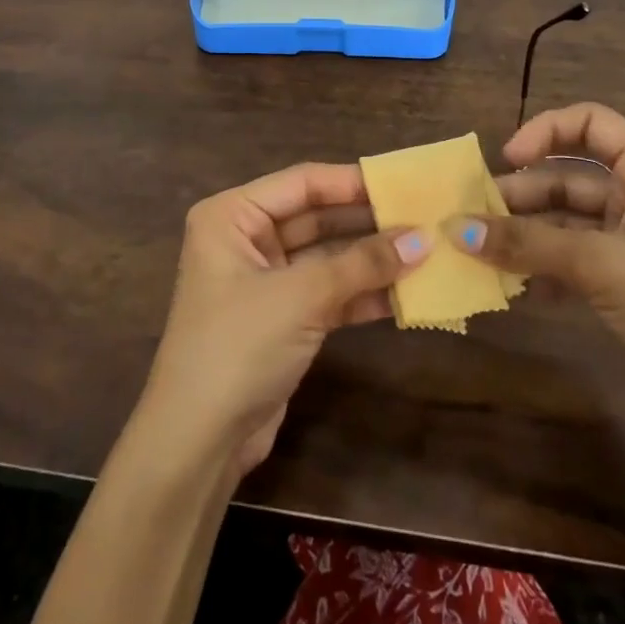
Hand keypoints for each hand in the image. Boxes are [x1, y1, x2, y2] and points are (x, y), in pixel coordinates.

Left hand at [139, 163, 426, 478]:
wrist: (199, 442)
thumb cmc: (238, 346)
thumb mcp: (301, 296)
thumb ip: (362, 264)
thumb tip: (423, 238)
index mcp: (232, 216)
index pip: (302, 182)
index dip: (353, 182)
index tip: (404, 183)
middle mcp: (246, 240)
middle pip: (316, 217)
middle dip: (367, 222)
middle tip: (424, 218)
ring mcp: (265, 281)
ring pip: (327, 258)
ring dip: (371, 260)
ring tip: (426, 253)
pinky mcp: (283, 319)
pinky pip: (329, 294)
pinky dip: (362, 294)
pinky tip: (406, 295)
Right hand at [454, 103, 624, 431]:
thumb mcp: (600, 264)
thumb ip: (525, 243)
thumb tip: (453, 228)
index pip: (589, 123)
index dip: (543, 132)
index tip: (504, 160)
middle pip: (568, 177)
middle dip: (520, 196)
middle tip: (470, 220)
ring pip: (565, 223)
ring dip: (524, 237)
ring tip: (478, 254)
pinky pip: (572, 262)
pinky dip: (542, 270)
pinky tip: (514, 289)